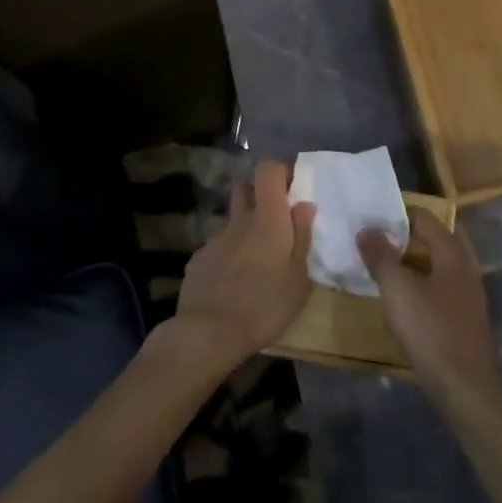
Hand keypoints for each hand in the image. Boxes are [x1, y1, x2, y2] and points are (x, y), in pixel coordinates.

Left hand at [172, 160, 314, 372]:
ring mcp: (215, 238)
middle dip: (259, 194)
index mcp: (268, 218)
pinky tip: (233, 283)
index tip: (291, 189)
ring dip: (245, 230)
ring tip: (256, 262)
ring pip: (233, 221)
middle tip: (275, 221)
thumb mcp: (299, 278)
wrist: (209, 332)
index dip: (280, 172)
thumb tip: (303, 205)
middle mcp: (239, 220)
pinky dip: (229, 256)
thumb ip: (302, 237)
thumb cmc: (265, 305)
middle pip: (245, 187)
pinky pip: (219, 247)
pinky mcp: (198, 259)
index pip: (268, 170)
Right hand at [358, 209, 501, 408]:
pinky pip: (443, 285)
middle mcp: (466, 266)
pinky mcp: (467, 316)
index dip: (398, 214)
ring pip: (442, 262)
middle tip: (380, 240)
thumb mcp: (397, 290)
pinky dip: (425, 281)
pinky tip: (407, 297)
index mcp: (452, 252)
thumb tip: (366, 229)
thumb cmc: (431, 331)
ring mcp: (470, 292)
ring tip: (388, 265)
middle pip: (438, 237)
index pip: (426, 217)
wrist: (465, 387)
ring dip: (417, 259)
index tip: (371, 218)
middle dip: (410, 235)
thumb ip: (381, 257)